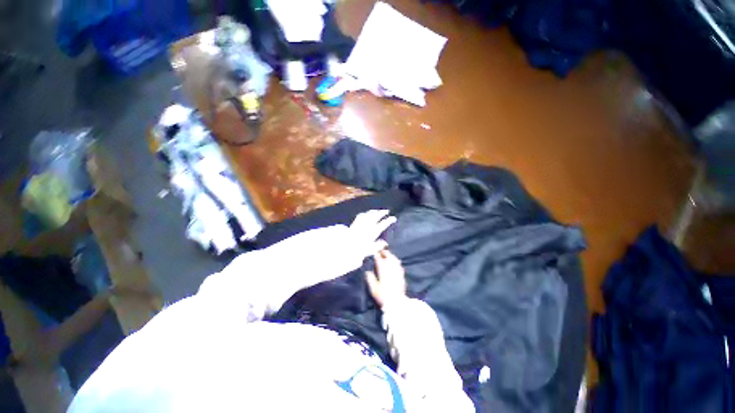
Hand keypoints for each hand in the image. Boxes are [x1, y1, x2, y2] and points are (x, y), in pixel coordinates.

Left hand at [347, 210, 395, 259]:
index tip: (393, 218)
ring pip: (369, 214)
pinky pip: (361, 215)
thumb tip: (385, 243)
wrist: (346, 245)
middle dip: (382, 212)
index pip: (383, 224)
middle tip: (387, 211)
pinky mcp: (355, 223)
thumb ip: (378, 246)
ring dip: (374, 211)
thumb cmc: (358, 249)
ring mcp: (361, 223)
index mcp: (373, 232)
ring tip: (378, 211)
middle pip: (376, 216)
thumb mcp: (370, 250)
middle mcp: (368, 225)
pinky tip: (366, 213)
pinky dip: (365, 213)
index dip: (389, 220)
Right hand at [366, 248, 406, 308]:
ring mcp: (397, 272)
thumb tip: (367, 272)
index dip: (377, 255)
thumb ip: (370, 279)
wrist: (396, 303)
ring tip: (388, 254)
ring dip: (391, 256)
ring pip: (395, 260)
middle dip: (385, 252)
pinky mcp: (402, 275)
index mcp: (383, 271)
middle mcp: (391, 269)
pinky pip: (399, 265)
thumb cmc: (383, 296)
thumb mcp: (374, 289)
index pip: (379, 260)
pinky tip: (395, 262)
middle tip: (381, 250)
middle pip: (389, 257)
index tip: (374, 252)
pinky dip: (396, 262)